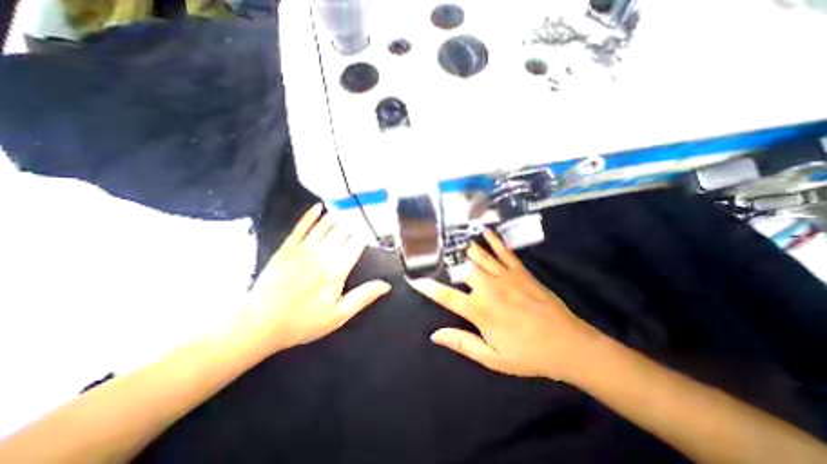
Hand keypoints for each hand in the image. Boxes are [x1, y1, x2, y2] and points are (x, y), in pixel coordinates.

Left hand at [238, 205, 391, 353]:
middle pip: (342, 233)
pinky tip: (319, 206)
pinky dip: (310, 215)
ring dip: (337, 216)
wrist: (260, 323)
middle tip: (364, 212)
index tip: (375, 227)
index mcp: (336, 271)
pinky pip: (301, 226)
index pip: (357, 245)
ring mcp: (303, 249)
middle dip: (355, 222)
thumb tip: (386, 285)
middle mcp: (322, 255)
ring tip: (348, 208)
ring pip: (325, 226)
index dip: (367, 234)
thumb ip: (363, 297)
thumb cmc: (303, 321)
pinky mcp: (286, 248)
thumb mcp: (338, 315)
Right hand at [411, 226, 602, 380]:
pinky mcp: (520, 271)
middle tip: (441, 259)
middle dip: (449, 265)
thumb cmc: (527, 354)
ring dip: (465, 249)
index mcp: (479, 310)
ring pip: (479, 256)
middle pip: (462, 270)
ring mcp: (504, 276)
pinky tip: (485, 229)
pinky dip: (493, 239)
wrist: (567, 345)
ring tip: (454, 240)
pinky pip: (503, 251)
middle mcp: (488, 288)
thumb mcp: (492, 358)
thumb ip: (462, 343)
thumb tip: (435, 335)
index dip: (428, 288)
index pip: (446, 296)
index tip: (415, 279)